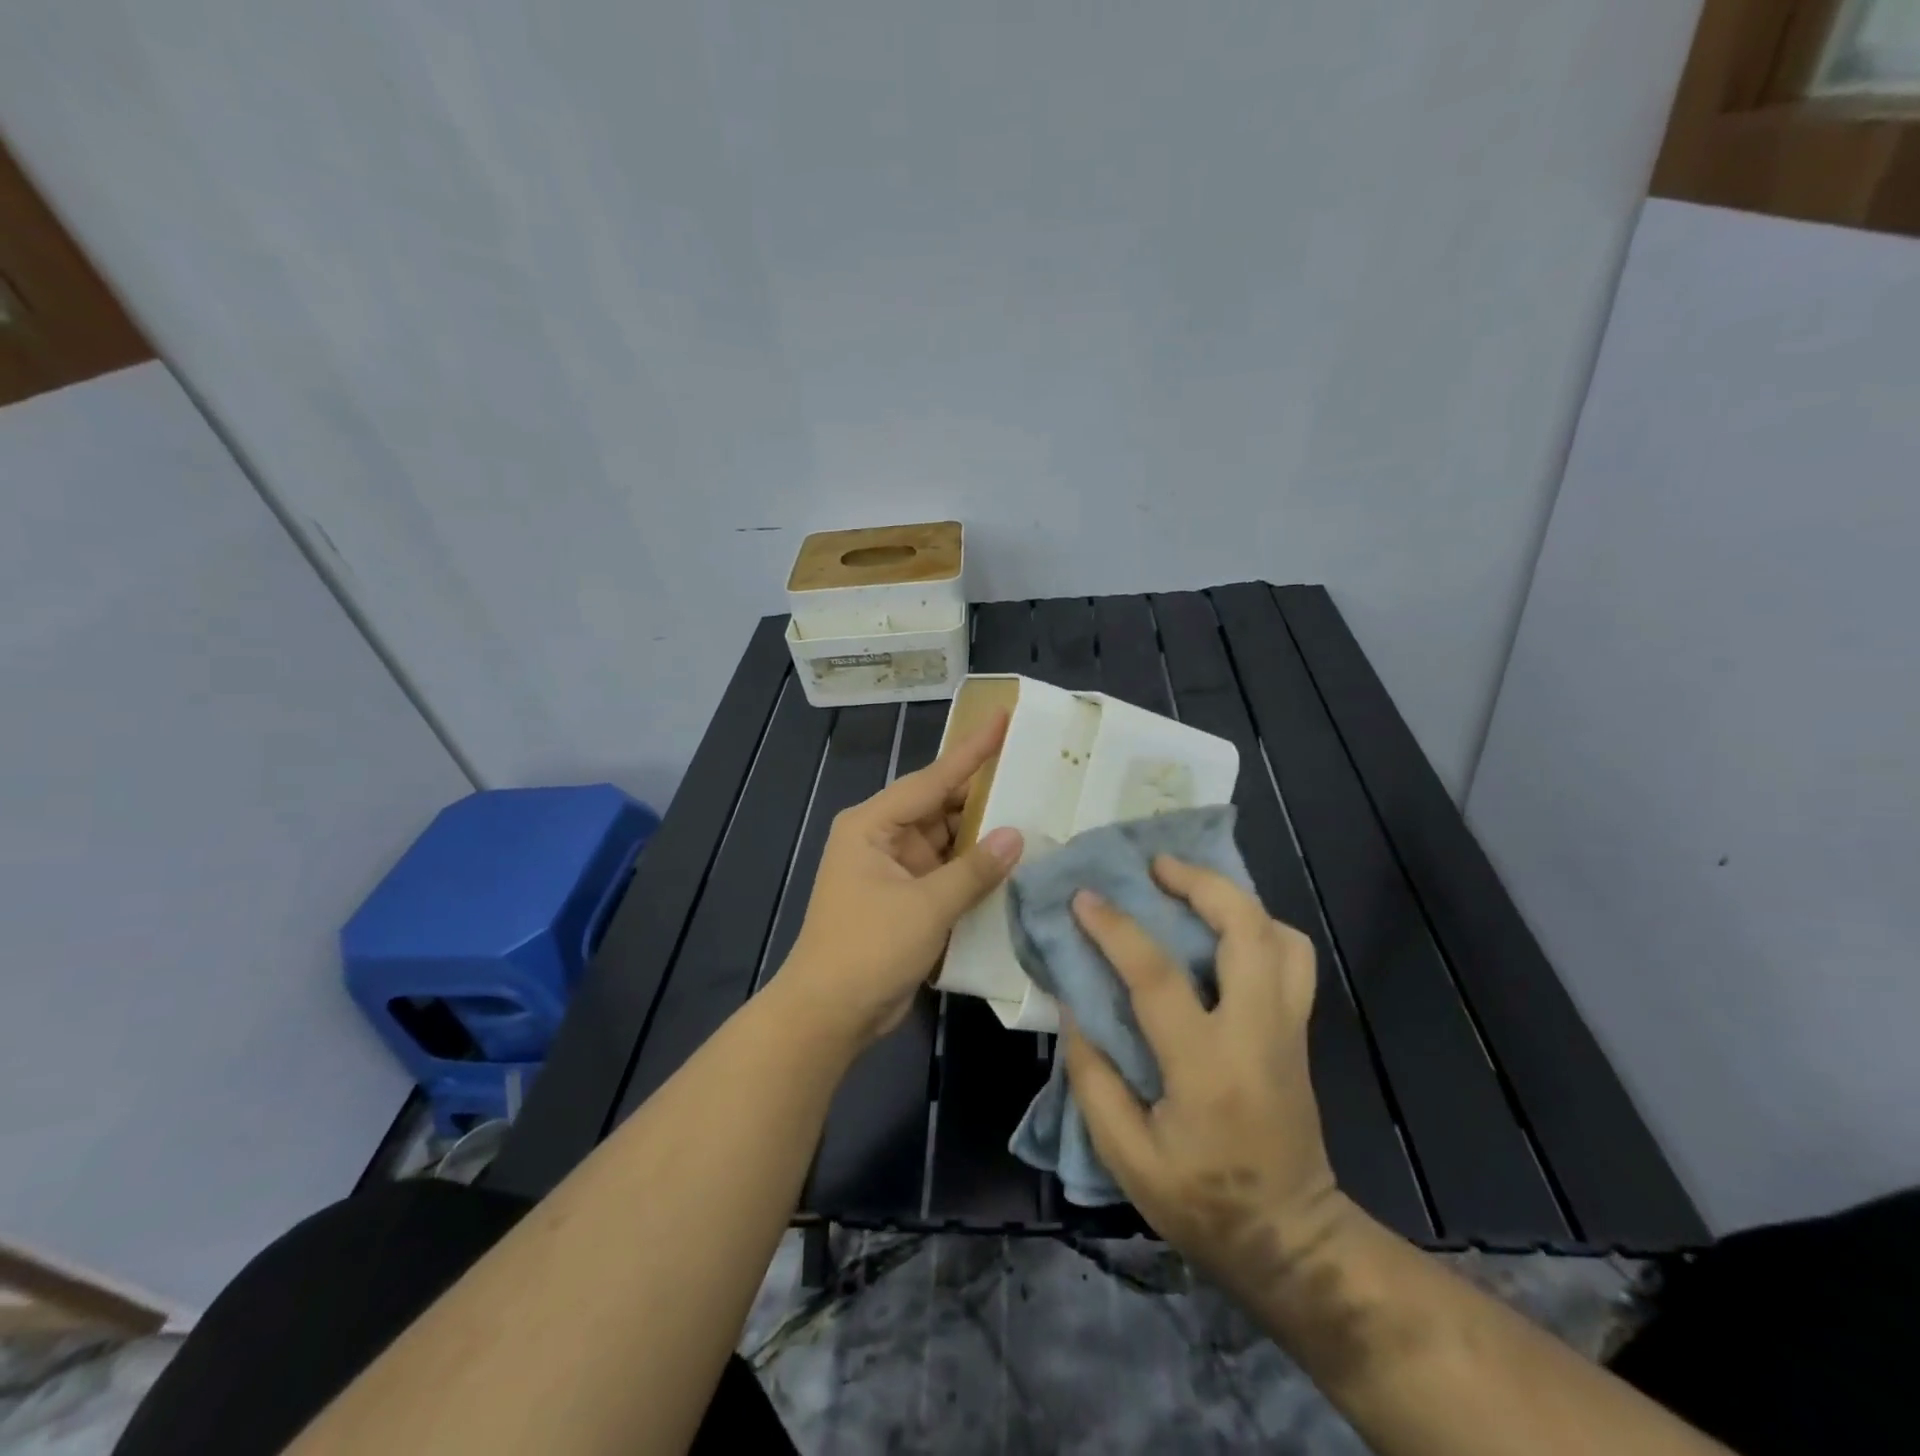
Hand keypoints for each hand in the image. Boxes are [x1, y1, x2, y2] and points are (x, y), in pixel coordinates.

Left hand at [780, 713, 1023, 1051]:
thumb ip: (973, 870)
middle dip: (984, 796)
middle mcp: (883, 838)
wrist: (829, 1014)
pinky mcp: (907, 899)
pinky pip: (947, 873)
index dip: (972, 750)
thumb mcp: (925, 906)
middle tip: (1034, 773)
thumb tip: (1015, 836)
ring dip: (982, 836)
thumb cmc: (868, 949)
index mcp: (873, 824)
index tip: (1003, 718)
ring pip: (947, 841)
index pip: (932, 779)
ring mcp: (895, 870)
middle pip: (941, 807)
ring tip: (1035, 813)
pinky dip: (974, 869)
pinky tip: (1012, 863)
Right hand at [1061, 857, 1344, 1304]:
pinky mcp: (1300, 1031)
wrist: (1291, 1239)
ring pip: (1282, 936)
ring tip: (1190, 889)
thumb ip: (1093, 1078)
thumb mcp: (1126, 1156)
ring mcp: (1289, 1028)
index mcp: (1207, 1067)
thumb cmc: (1202, 1203)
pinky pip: (1292, 957)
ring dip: (1236, 899)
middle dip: (1202, 883)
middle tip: (1156, 866)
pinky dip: (1260, 927)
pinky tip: (1223, 932)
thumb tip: (1075, 1006)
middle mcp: (1257, 1033)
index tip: (1085, 897)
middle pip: (1248, 931)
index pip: (1158, 977)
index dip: (1117, 929)